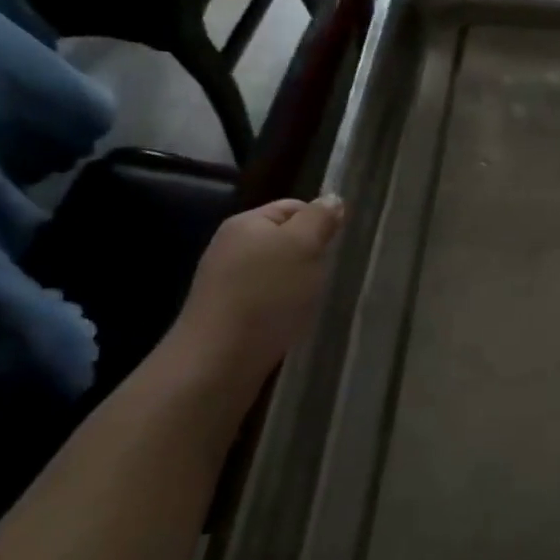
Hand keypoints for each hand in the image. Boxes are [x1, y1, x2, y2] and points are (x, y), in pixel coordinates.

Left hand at [169, 196, 345, 383]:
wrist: (219, 360)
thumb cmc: (267, 294)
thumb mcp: (303, 246)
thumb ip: (320, 219)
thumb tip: (332, 200)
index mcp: (246, 223)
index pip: (293, 207)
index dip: (320, 221)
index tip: (340, 246)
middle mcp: (231, 247)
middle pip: (285, 240)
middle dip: (312, 255)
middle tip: (330, 273)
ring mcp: (227, 282)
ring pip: (278, 272)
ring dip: (300, 283)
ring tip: (315, 299)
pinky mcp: (228, 314)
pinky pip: (267, 299)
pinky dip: (285, 306)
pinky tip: (294, 320)